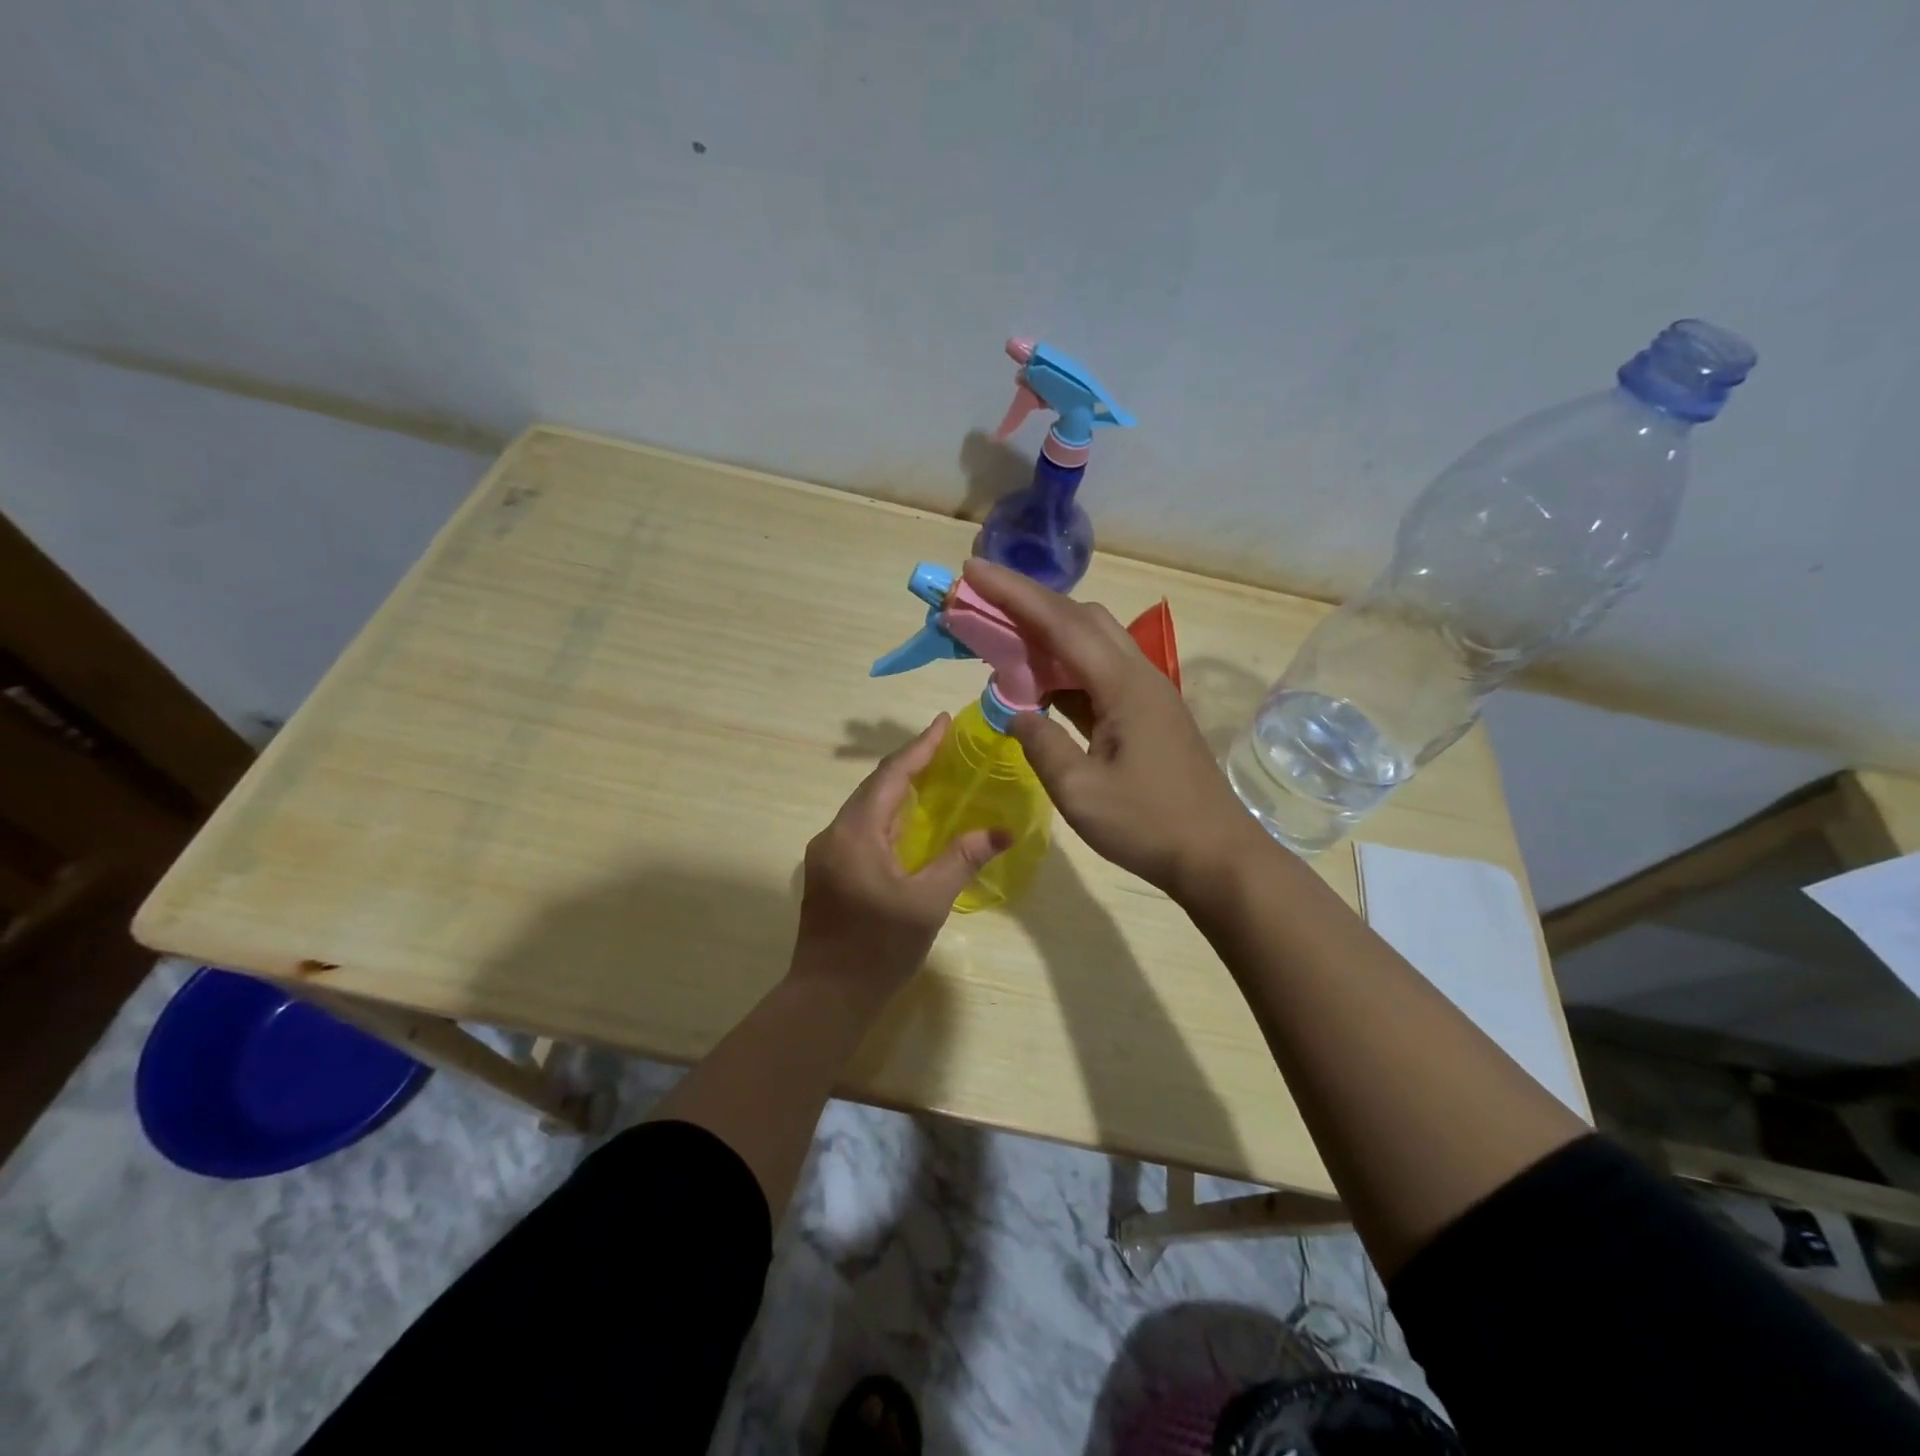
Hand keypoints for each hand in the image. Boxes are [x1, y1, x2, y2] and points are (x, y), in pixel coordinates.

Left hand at [792, 715, 1009, 992]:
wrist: (827, 997)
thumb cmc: (879, 949)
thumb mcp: (928, 903)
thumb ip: (961, 859)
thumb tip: (1001, 831)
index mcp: (856, 834)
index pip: (891, 776)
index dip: (920, 747)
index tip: (944, 721)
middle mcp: (835, 834)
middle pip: (875, 786)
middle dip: (910, 763)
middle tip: (945, 745)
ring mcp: (827, 853)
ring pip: (866, 807)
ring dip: (898, 788)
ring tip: (933, 774)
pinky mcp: (828, 871)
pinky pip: (862, 828)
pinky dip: (889, 814)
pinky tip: (909, 821)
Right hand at [962, 558, 1262, 898]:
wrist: (1216, 855)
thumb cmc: (1148, 825)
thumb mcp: (1080, 792)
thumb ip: (1041, 744)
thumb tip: (1018, 713)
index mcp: (1123, 685)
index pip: (1060, 623)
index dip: (1013, 594)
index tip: (973, 570)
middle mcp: (1137, 675)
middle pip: (1081, 618)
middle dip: (1029, 603)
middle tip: (983, 603)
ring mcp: (1146, 693)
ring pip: (1092, 642)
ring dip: (1047, 634)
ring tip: (1003, 639)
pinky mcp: (1147, 714)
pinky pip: (1098, 673)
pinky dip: (1064, 668)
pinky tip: (1039, 684)